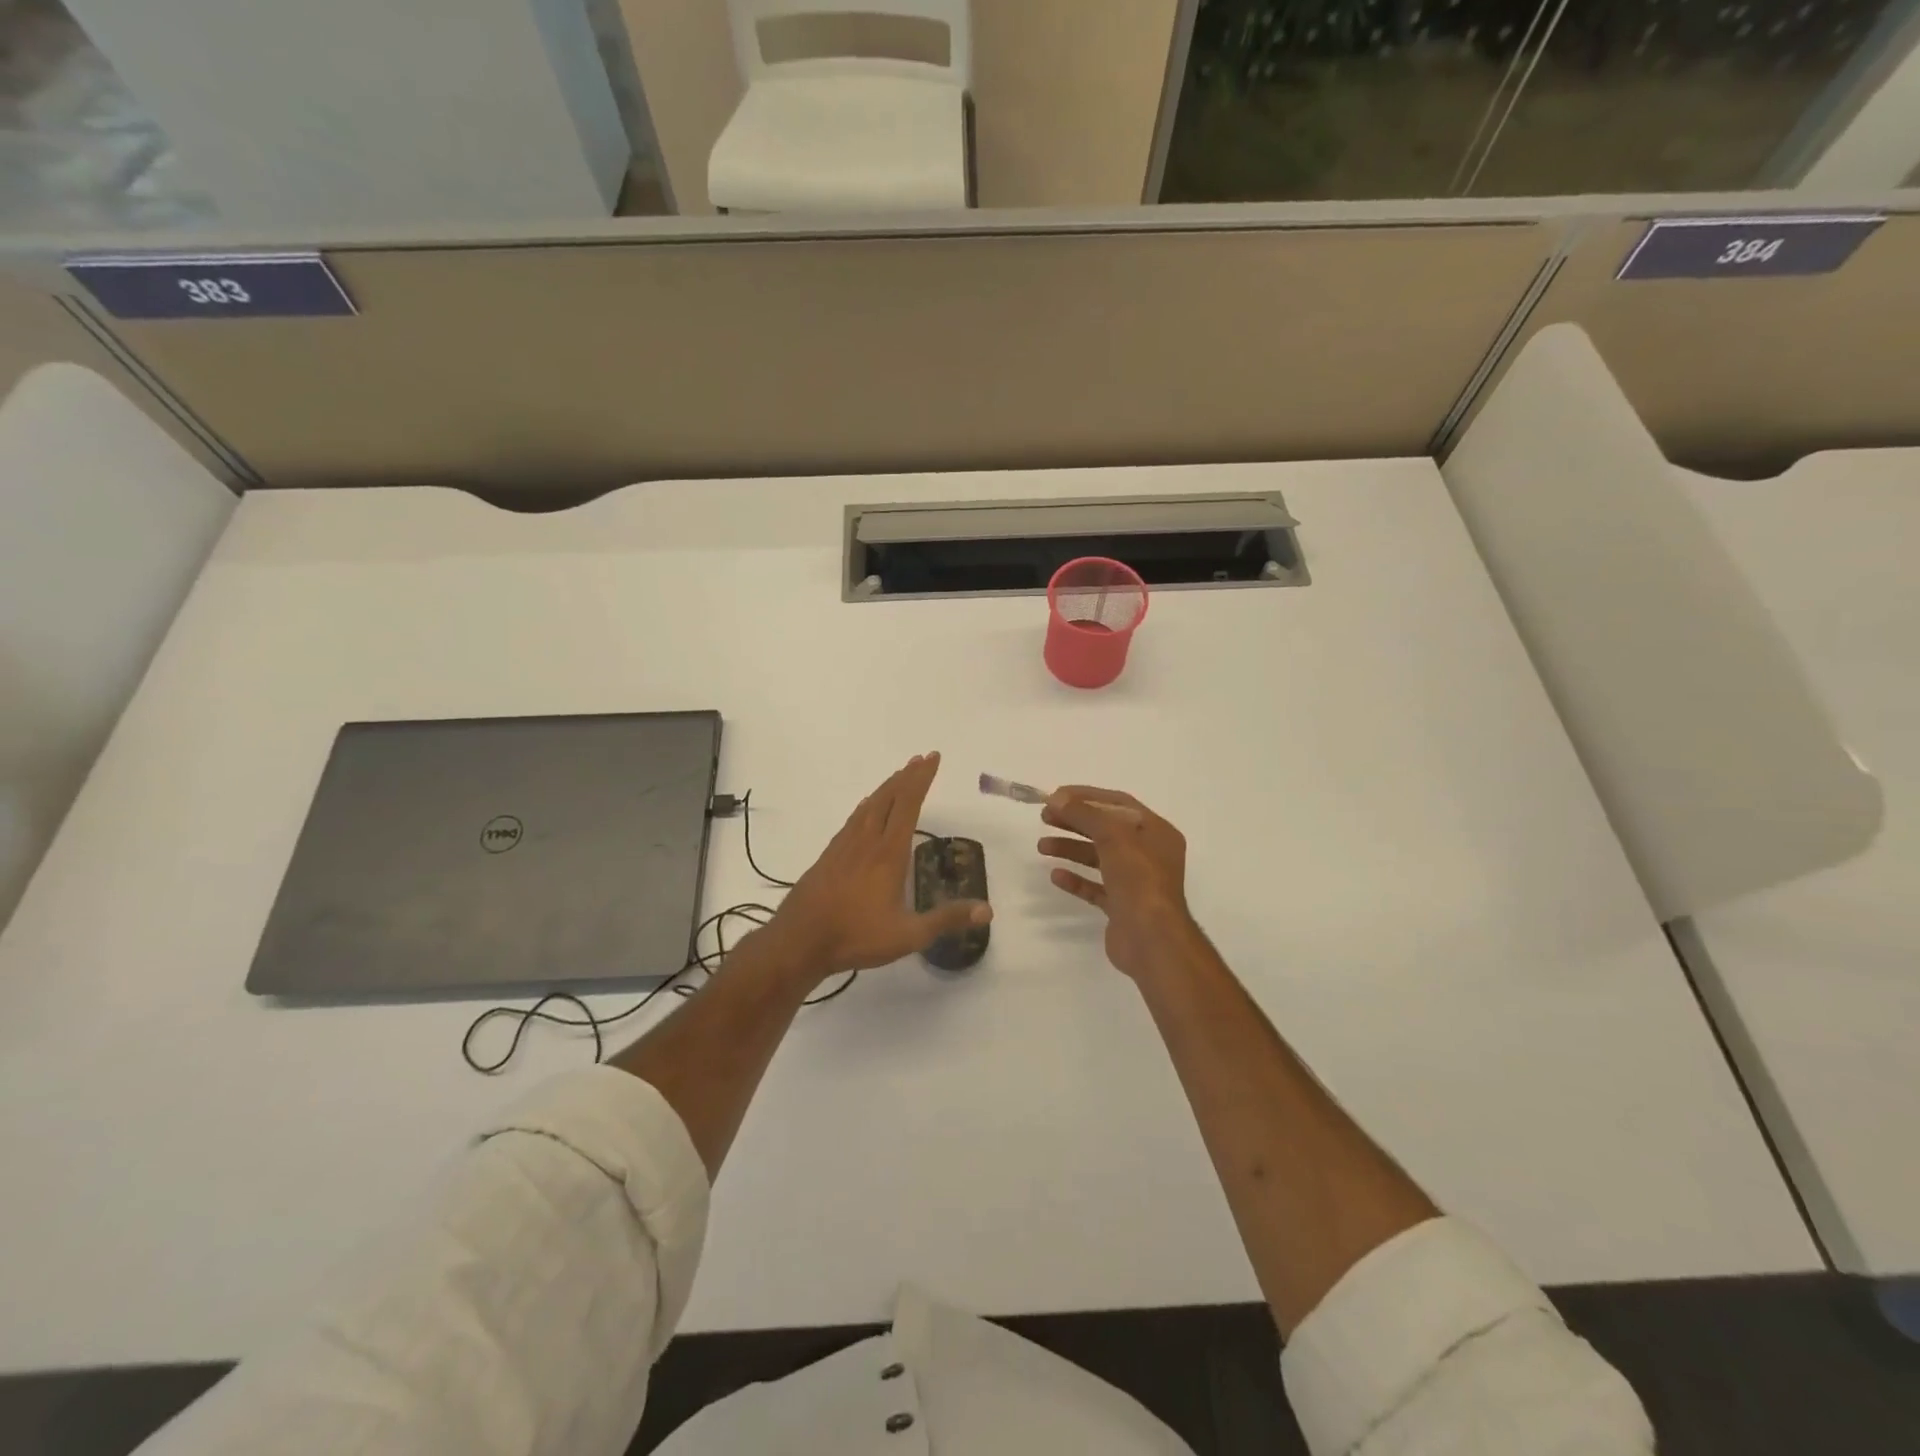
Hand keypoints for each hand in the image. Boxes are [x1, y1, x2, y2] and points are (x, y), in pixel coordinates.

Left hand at [768, 752, 990, 982]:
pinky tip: (866, 808)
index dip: (922, 780)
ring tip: (899, 776)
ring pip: (869, 806)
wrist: (799, 940)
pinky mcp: (829, 856)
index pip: (909, 805)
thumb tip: (987, 910)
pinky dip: (866, 806)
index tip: (932, 758)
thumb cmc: (856, 936)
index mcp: (888, 853)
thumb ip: (947, 919)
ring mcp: (844, 846)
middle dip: (907, 776)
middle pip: (889, 798)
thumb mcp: (908, 935)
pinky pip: (853, 820)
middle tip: (921, 759)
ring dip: (887, 788)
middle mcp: (867, 841)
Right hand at [1040, 786, 1202, 980]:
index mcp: (1156, 831)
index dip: (1086, 796)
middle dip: (1075, 821)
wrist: (1152, 939)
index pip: (1118, 803)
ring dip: (1071, 849)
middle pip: (1106, 829)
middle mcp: (1149, 854)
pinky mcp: (1122, 906)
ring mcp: (1136, 882)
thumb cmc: (1139, 879)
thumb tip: (1056, 798)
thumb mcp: (1113, 835)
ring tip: (1042, 847)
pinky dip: (1076, 879)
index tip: (1056, 795)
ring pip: (1099, 858)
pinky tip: (1056, 875)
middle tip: (1044, 818)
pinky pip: (1096, 887)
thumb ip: (1084, 813)